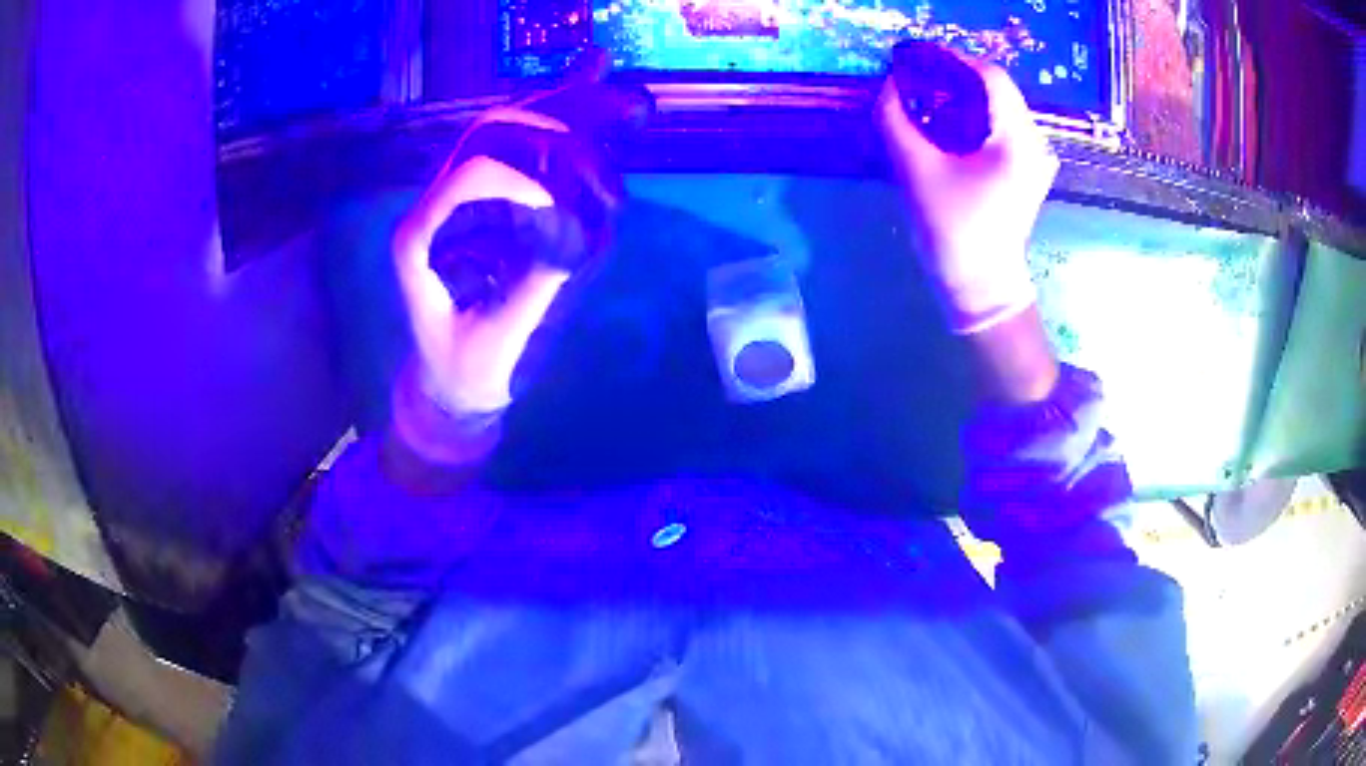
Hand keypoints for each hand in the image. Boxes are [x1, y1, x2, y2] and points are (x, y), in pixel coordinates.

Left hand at [392, 52, 647, 417]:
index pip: (477, 171)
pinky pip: (522, 148)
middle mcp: (439, 204)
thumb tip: (580, 224)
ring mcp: (460, 201)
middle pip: (497, 129)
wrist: (445, 384)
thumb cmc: (467, 371)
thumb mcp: (499, 340)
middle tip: (627, 104)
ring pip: (510, 127)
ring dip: (566, 104)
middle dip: (561, 112)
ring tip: (614, 83)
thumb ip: (539, 278)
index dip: (527, 176)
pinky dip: (560, 116)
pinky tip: (592, 82)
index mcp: (424, 236)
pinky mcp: (486, 207)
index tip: (576, 212)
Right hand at [877, 55, 1057, 333]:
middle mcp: (1035, 142)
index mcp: (1017, 141)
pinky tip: (946, 127)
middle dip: (952, 78)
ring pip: (997, 106)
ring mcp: (1034, 156)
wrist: (982, 288)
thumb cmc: (953, 233)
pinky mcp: (1026, 168)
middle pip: (995, 88)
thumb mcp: (917, 172)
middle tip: (914, 82)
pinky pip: (999, 126)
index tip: (914, 59)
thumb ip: (896, 120)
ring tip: (924, 102)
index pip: (990, 76)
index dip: (950, 59)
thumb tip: (889, 84)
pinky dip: (970, 116)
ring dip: (960, 96)